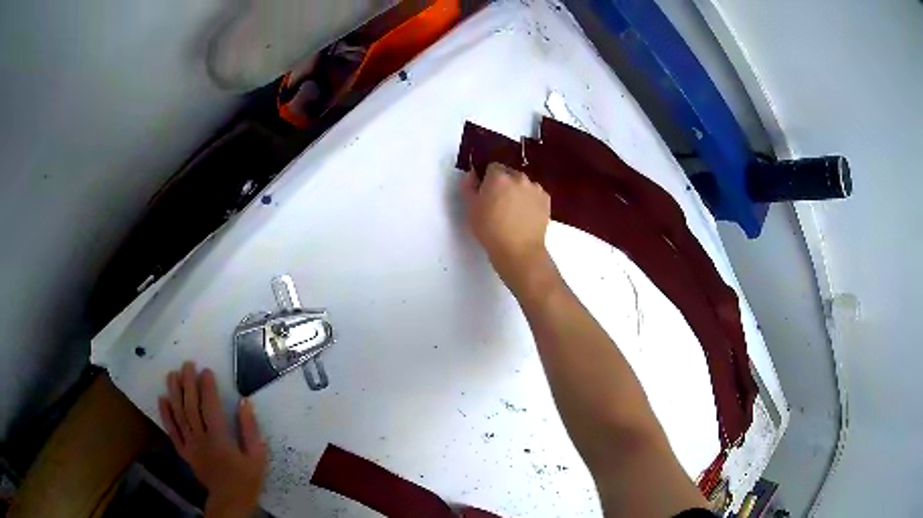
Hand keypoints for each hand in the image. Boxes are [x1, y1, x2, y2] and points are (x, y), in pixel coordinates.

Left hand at [158, 362, 267, 517]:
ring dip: (174, 393)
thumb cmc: (247, 479)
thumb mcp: (257, 457)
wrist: (230, 501)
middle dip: (188, 383)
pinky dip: (165, 415)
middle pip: (190, 407)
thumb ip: (250, 430)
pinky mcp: (184, 452)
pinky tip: (162, 399)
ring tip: (172, 374)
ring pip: (178, 415)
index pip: (210, 407)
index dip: (207, 387)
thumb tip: (244, 403)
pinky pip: (172, 432)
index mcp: (220, 439)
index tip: (206, 371)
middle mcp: (201, 438)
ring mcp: (190, 445)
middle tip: (187, 364)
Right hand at [460, 163, 552, 295]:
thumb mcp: (471, 209)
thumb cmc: (490, 231)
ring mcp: (535, 188)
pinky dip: (530, 200)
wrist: (519, 251)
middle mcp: (519, 177)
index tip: (485, 192)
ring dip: (518, 191)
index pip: (492, 167)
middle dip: (503, 184)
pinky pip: (535, 194)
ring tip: (513, 211)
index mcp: (498, 177)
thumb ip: (469, 186)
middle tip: (498, 203)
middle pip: (509, 174)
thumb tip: (472, 173)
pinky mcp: (546, 199)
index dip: (487, 179)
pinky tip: (525, 215)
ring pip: (523, 184)